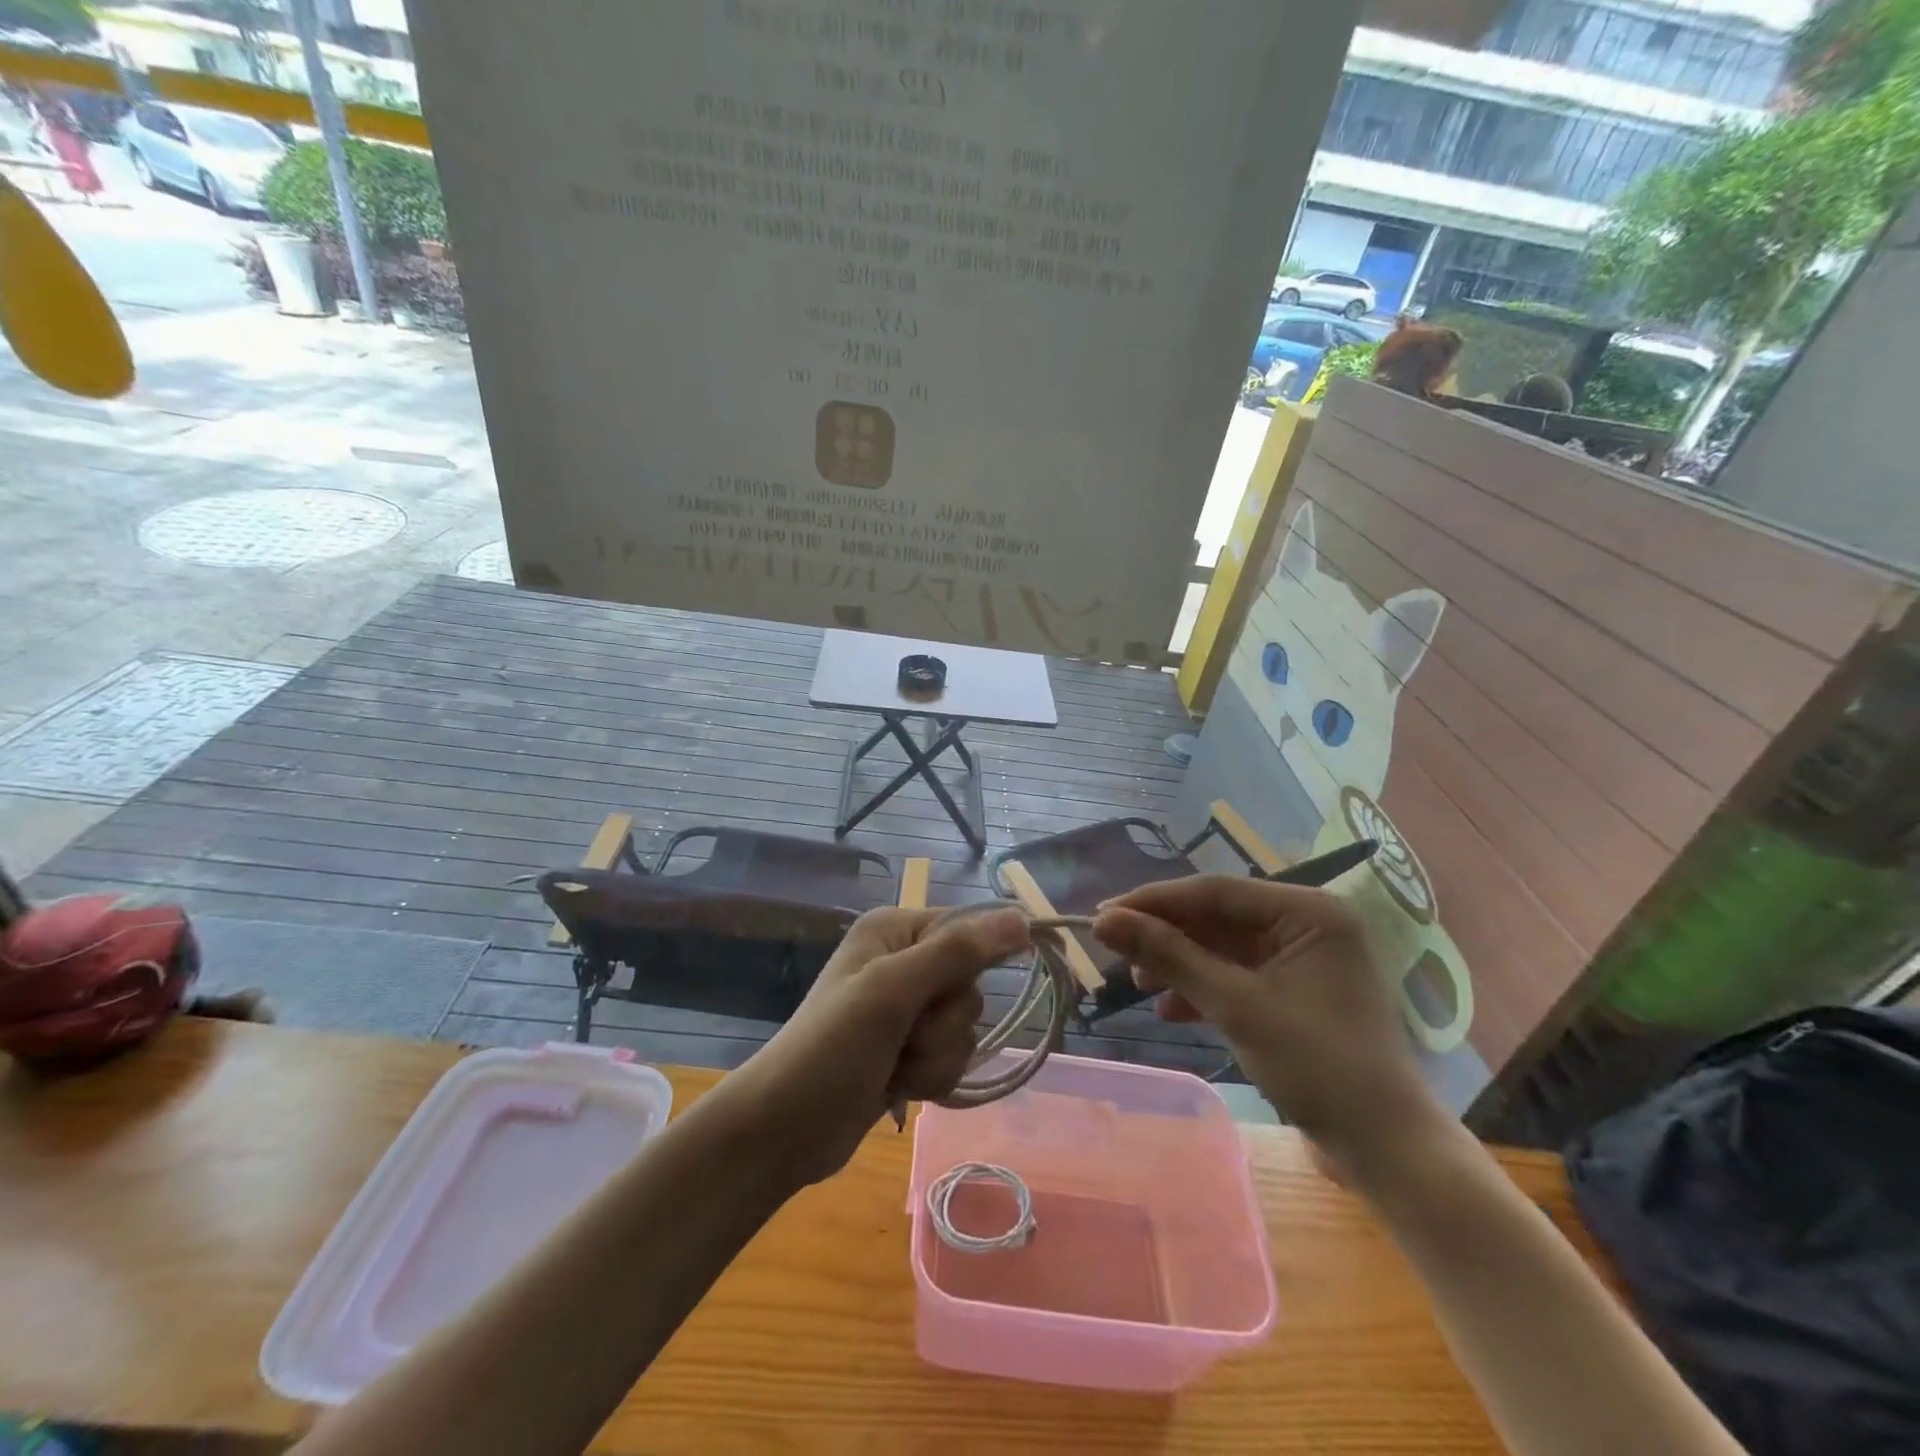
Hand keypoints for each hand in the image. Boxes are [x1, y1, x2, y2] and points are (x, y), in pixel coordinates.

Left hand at [724, 905, 1030, 1184]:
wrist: (783, 1130)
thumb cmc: (831, 1048)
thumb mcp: (891, 991)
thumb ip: (956, 953)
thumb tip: (1021, 918)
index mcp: (894, 930)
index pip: (966, 929)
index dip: (974, 962)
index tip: (958, 994)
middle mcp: (903, 960)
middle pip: (969, 984)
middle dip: (944, 1022)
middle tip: (905, 1035)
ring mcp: (906, 1009)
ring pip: (964, 1026)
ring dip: (937, 1055)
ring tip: (896, 1066)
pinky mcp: (908, 1050)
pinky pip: (951, 1055)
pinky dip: (932, 1075)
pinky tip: (898, 1086)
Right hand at [1092, 877, 1442, 1174]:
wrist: (1386, 1150)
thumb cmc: (1317, 1066)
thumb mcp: (1235, 1005)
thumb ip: (1170, 956)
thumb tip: (1104, 922)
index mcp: (1307, 911)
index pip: (1215, 892)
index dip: (1155, 901)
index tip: (1103, 915)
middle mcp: (1307, 923)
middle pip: (1218, 917)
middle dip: (1167, 936)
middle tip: (1116, 951)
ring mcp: (1303, 958)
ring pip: (1223, 946)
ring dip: (1180, 964)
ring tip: (1138, 982)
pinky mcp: (1295, 990)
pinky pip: (1237, 974)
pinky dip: (1203, 988)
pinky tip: (1171, 1010)